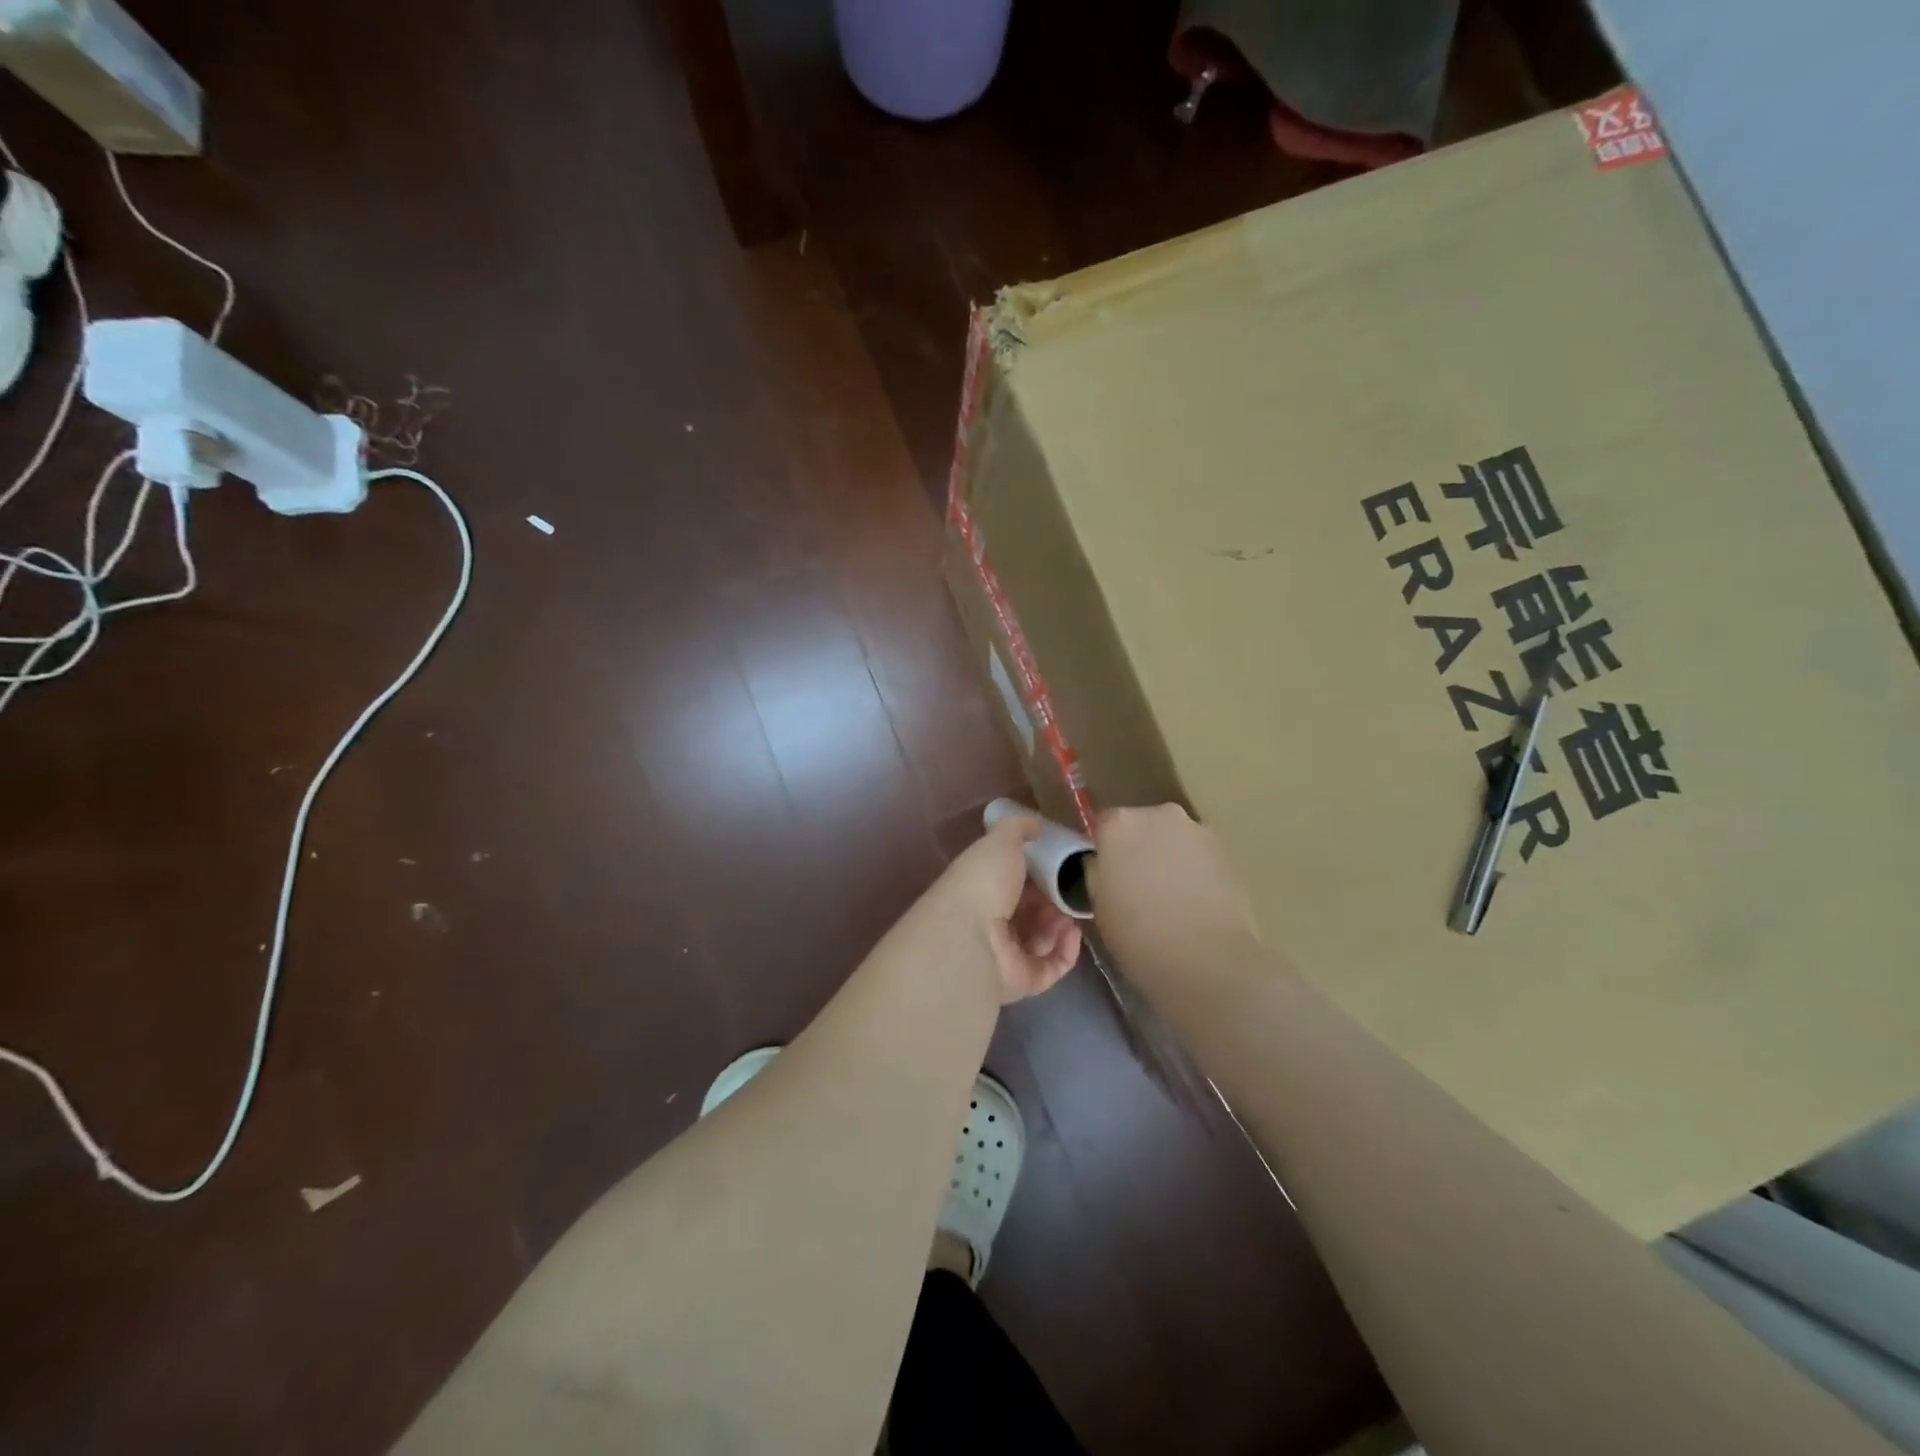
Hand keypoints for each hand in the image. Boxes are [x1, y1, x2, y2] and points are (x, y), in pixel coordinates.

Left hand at [933, 813, 1082, 1003]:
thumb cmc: (984, 881)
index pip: (1014, 880)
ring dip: (1061, 924)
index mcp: (982, 888)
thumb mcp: (1000, 840)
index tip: (1061, 863)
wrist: (970, 936)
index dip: (1038, 872)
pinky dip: (1067, 950)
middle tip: (1072, 890)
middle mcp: (991, 921)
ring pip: (1043, 939)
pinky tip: (1074, 933)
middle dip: (1054, 899)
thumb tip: (1035, 825)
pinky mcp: (1022, 981)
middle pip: (1031, 911)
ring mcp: (1006, 954)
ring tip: (1071, 912)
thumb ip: (1018, 828)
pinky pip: (1052, 966)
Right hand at [1088, 804, 1256, 983]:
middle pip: (1141, 826)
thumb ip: (1097, 871)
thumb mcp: (1098, 903)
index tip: (1109, 877)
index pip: (1104, 825)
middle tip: (1138, 887)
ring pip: (1172, 839)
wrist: (1207, 960)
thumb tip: (1104, 862)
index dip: (1105, 851)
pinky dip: (1194, 869)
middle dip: (1139, 849)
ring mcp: (1197, 830)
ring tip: (1170, 898)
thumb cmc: (1138, 934)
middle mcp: (1158, 815)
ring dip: (1168, 858)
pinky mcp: (1226, 851)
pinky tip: (1194, 902)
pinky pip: (1198, 854)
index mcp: (1119, 824)